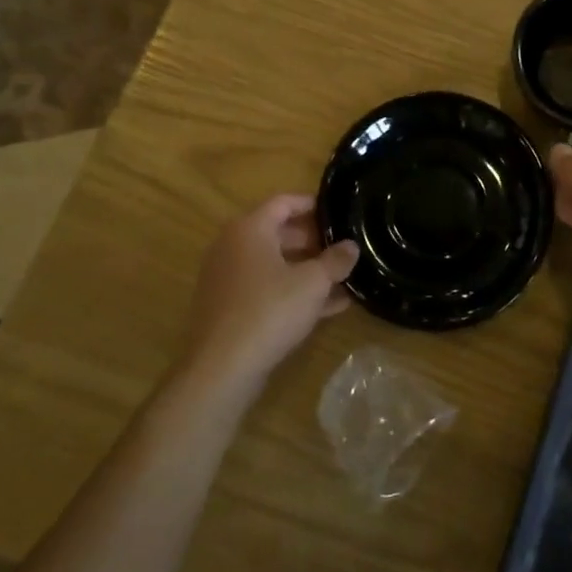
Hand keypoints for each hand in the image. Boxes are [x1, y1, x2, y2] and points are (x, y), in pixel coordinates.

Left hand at [180, 195, 359, 387]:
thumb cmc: (269, 311)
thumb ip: (335, 261)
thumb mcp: (313, 283)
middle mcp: (233, 247)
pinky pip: (267, 290)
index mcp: (250, 229)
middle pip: (278, 233)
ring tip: (343, 278)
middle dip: (314, 240)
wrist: (220, 369)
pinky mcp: (229, 309)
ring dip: (307, 270)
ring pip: (275, 265)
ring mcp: (228, 280)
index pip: (283, 202)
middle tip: (343, 247)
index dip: (312, 204)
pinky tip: (327, 308)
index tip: (338, 211)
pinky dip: (293, 293)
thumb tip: (351, 246)